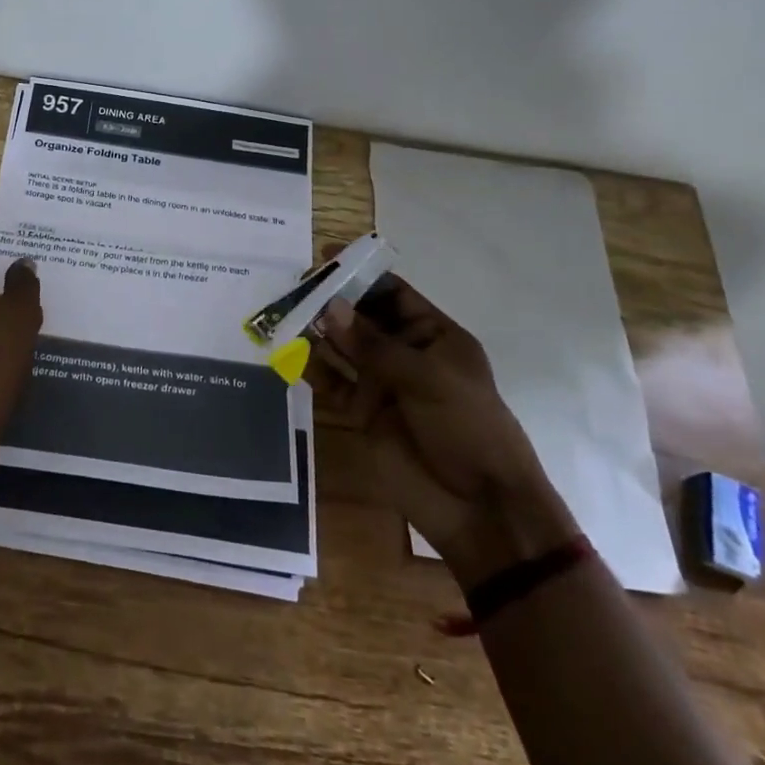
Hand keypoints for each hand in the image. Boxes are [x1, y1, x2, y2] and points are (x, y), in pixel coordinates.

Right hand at [310, 271, 578, 586]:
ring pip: (343, 346)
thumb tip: (329, 307)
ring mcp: (382, 383)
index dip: (362, 274)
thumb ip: (374, 344)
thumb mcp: (427, 378)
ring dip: (317, 329)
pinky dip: (311, 365)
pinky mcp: (361, 412)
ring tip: (285, 309)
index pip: (393, 293)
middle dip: (332, 300)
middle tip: (295, 282)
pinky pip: (331, 381)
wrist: (480, 507)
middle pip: (362, 317)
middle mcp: (405, 353)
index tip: (326, 256)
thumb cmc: (468, 427)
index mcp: (434, 336)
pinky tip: (288, 349)